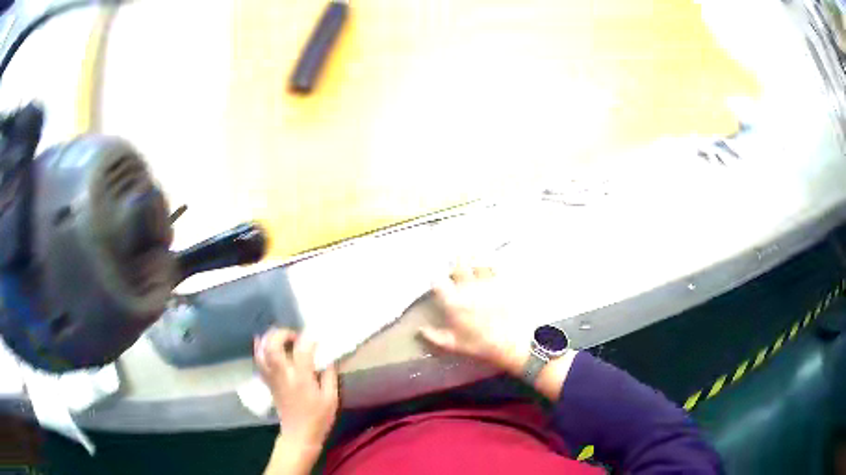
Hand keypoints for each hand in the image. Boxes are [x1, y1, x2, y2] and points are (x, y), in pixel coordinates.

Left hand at [255, 328, 338, 453]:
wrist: (299, 434)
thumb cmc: (318, 418)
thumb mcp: (331, 398)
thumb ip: (330, 375)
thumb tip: (329, 357)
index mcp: (301, 379)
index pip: (301, 350)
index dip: (308, 339)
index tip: (317, 337)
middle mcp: (283, 374)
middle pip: (273, 345)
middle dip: (283, 333)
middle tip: (295, 336)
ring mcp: (272, 377)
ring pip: (262, 350)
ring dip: (269, 338)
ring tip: (282, 337)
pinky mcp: (268, 381)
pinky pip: (259, 360)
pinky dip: (260, 348)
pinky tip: (265, 342)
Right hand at [418, 262, 529, 375]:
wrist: (509, 343)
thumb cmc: (479, 345)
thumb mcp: (453, 345)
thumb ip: (434, 336)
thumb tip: (420, 330)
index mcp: (453, 303)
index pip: (438, 284)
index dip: (435, 278)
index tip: (434, 276)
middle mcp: (467, 289)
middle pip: (458, 268)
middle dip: (455, 261)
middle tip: (453, 256)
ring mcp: (485, 284)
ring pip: (476, 263)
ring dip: (473, 257)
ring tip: (471, 250)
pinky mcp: (501, 284)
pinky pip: (495, 269)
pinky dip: (492, 263)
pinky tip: (491, 260)